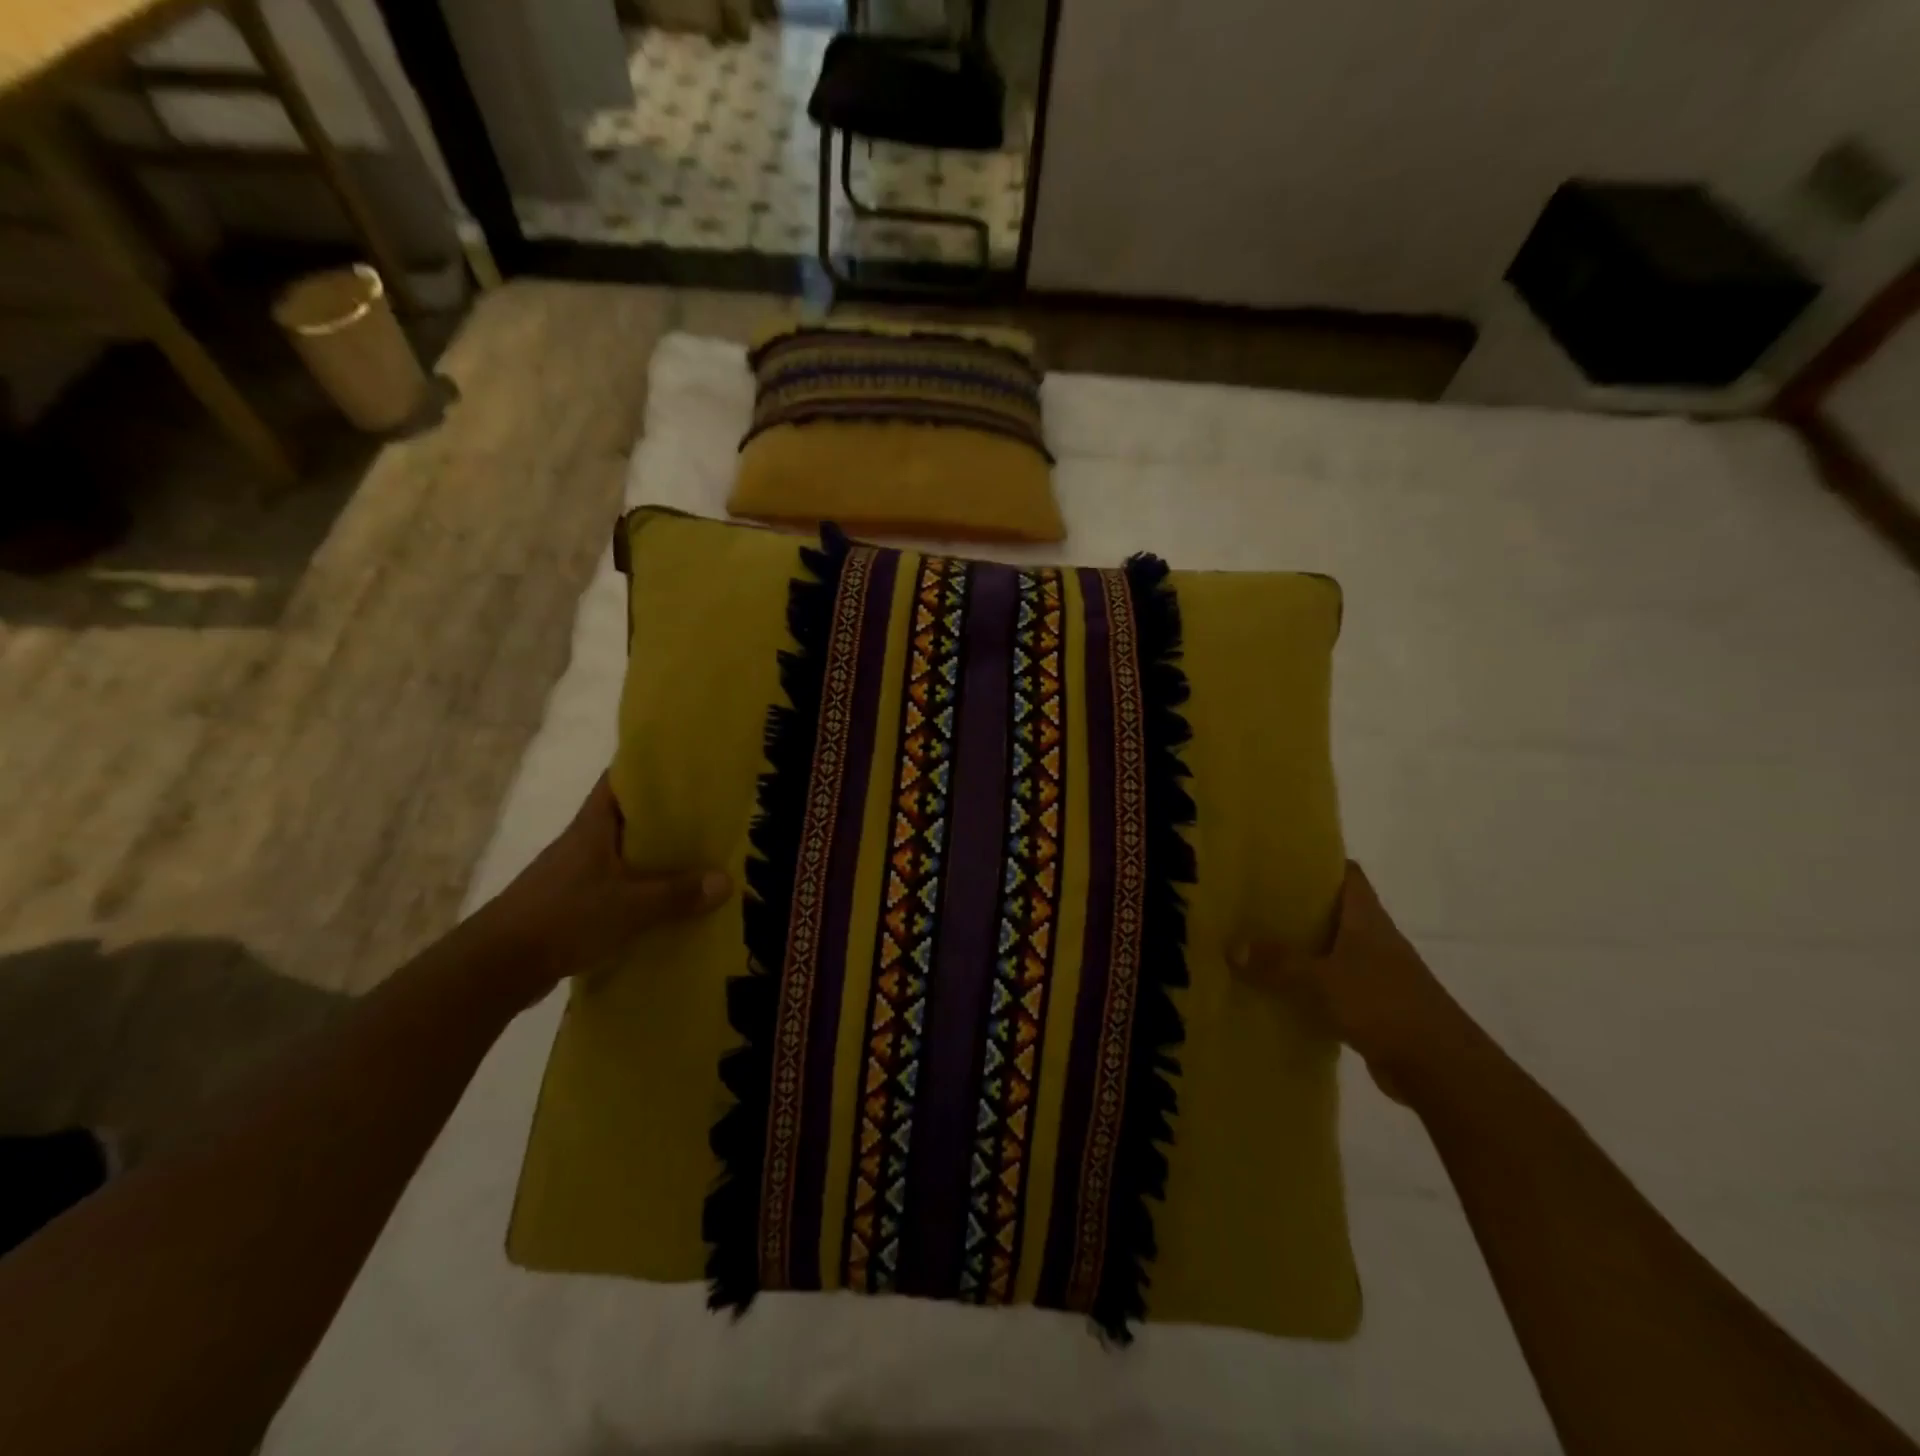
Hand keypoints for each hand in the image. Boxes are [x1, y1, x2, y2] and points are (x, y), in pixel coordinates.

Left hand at [476, 773, 730, 1000]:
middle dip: (662, 816)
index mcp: (593, 826)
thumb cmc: (564, 918)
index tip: (682, 766)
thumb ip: (678, 894)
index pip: (618, 781)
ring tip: (692, 859)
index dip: (647, 768)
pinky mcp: (568, 904)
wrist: (495, 968)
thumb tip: (726, 880)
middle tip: (704, 816)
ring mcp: (572, 874)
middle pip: (625, 817)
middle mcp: (581, 842)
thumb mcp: (631, 906)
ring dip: (650, 855)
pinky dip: (637, 887)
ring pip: (620, 853)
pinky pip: (612, 885)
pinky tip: (661, 901)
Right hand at [1229, 862, 1486, 1103]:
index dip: (1318, 861)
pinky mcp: (1373, 1006)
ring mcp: (1376, 974)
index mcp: (1366, 919)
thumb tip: (1232, 946)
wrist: (1441, 1069)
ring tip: (1254, 942)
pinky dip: (1307, 985)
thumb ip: (1277, 964)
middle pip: (1333, 910)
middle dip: (1296, 905)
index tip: (1279, 858)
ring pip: (1330, 949)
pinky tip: (1276, 990)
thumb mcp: (1320, 981)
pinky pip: (1332, 985)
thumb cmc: (1384, 1005)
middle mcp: (1373, 939)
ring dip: (1299, 947)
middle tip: (1252, 900)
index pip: (1347, 874)